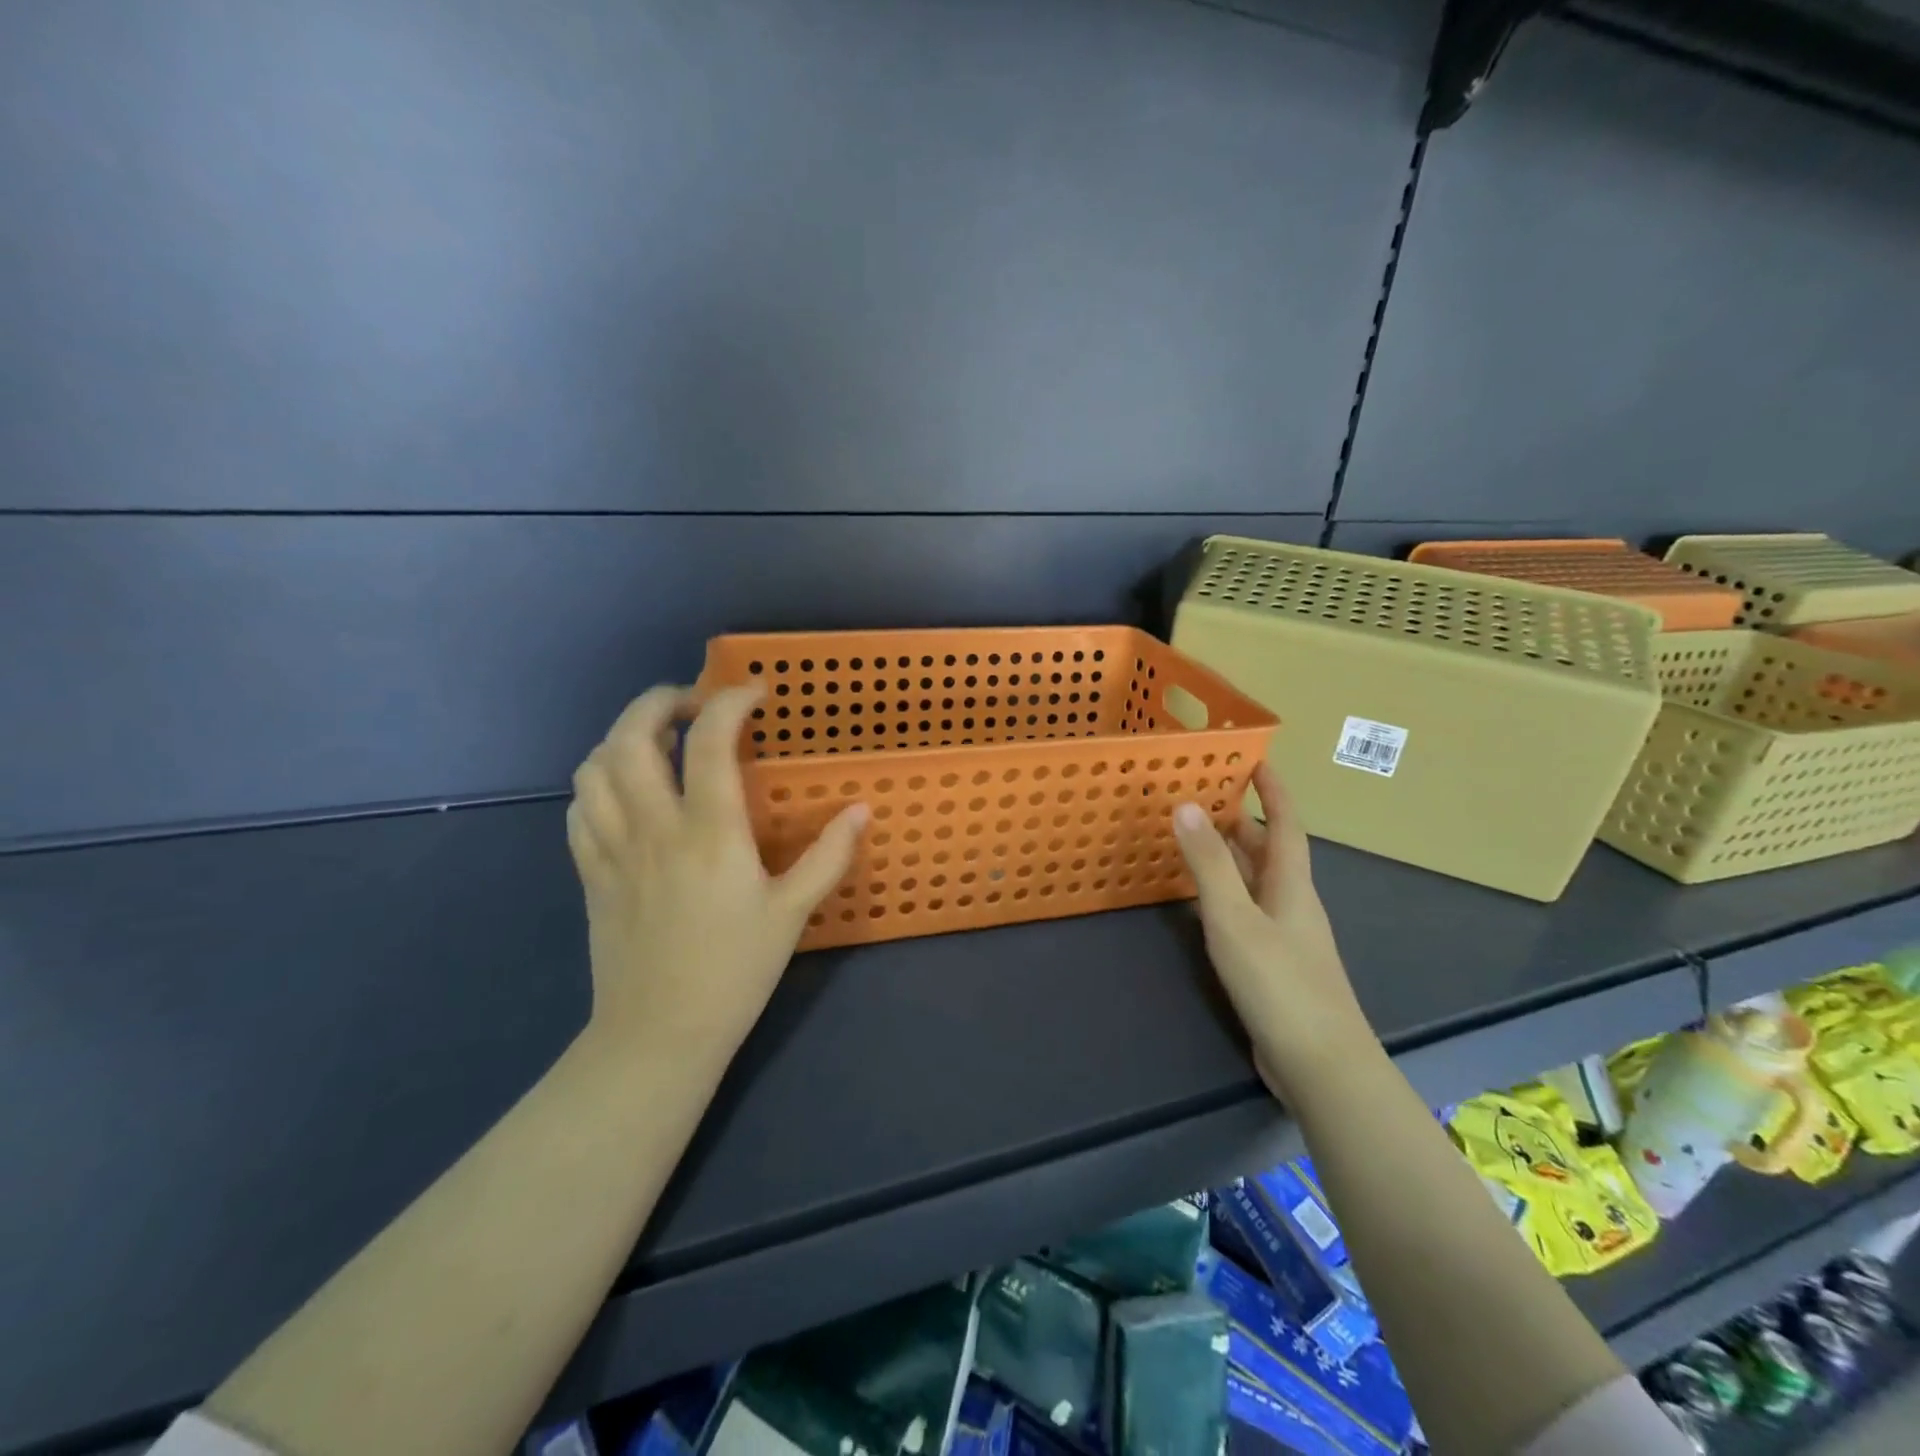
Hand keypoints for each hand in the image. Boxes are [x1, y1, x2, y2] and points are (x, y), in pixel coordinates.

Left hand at [566, 684, 867, 1074]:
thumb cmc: (735, 972)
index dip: (730, 702)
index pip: (709, 741)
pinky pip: (579, 811)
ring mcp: (613, 850)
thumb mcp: (792, 913)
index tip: (754, 694)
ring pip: (595, 768)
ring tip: (656, 742)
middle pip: (631, 737)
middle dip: (658, 701)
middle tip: (691, 704)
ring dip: (622, 738)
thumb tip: (861, 809)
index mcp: (710, 833)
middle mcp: (654, 828)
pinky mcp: (590, 875)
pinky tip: (624, 794)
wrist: (659, 1035)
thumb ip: (829, 855)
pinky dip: (598, 784)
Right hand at [1172, 763, 1375, 1101]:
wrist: (1321, 1066)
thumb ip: (1208, 865)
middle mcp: (1293, 905)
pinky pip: (1249, 913)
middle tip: (1206, 798)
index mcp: (1291, 886)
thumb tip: (1186, 805)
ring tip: (1197, 841)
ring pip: (1258, 884)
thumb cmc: (1280, 984)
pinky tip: (1205, 905)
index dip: (1274, 792)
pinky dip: (1228, 896)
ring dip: (1233, 859)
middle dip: (1243, 822)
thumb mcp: (1235, 918)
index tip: (1257, 761)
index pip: (1286, 825)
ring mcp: (1288, 938)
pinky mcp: (1277, 967)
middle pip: (1270, 853)